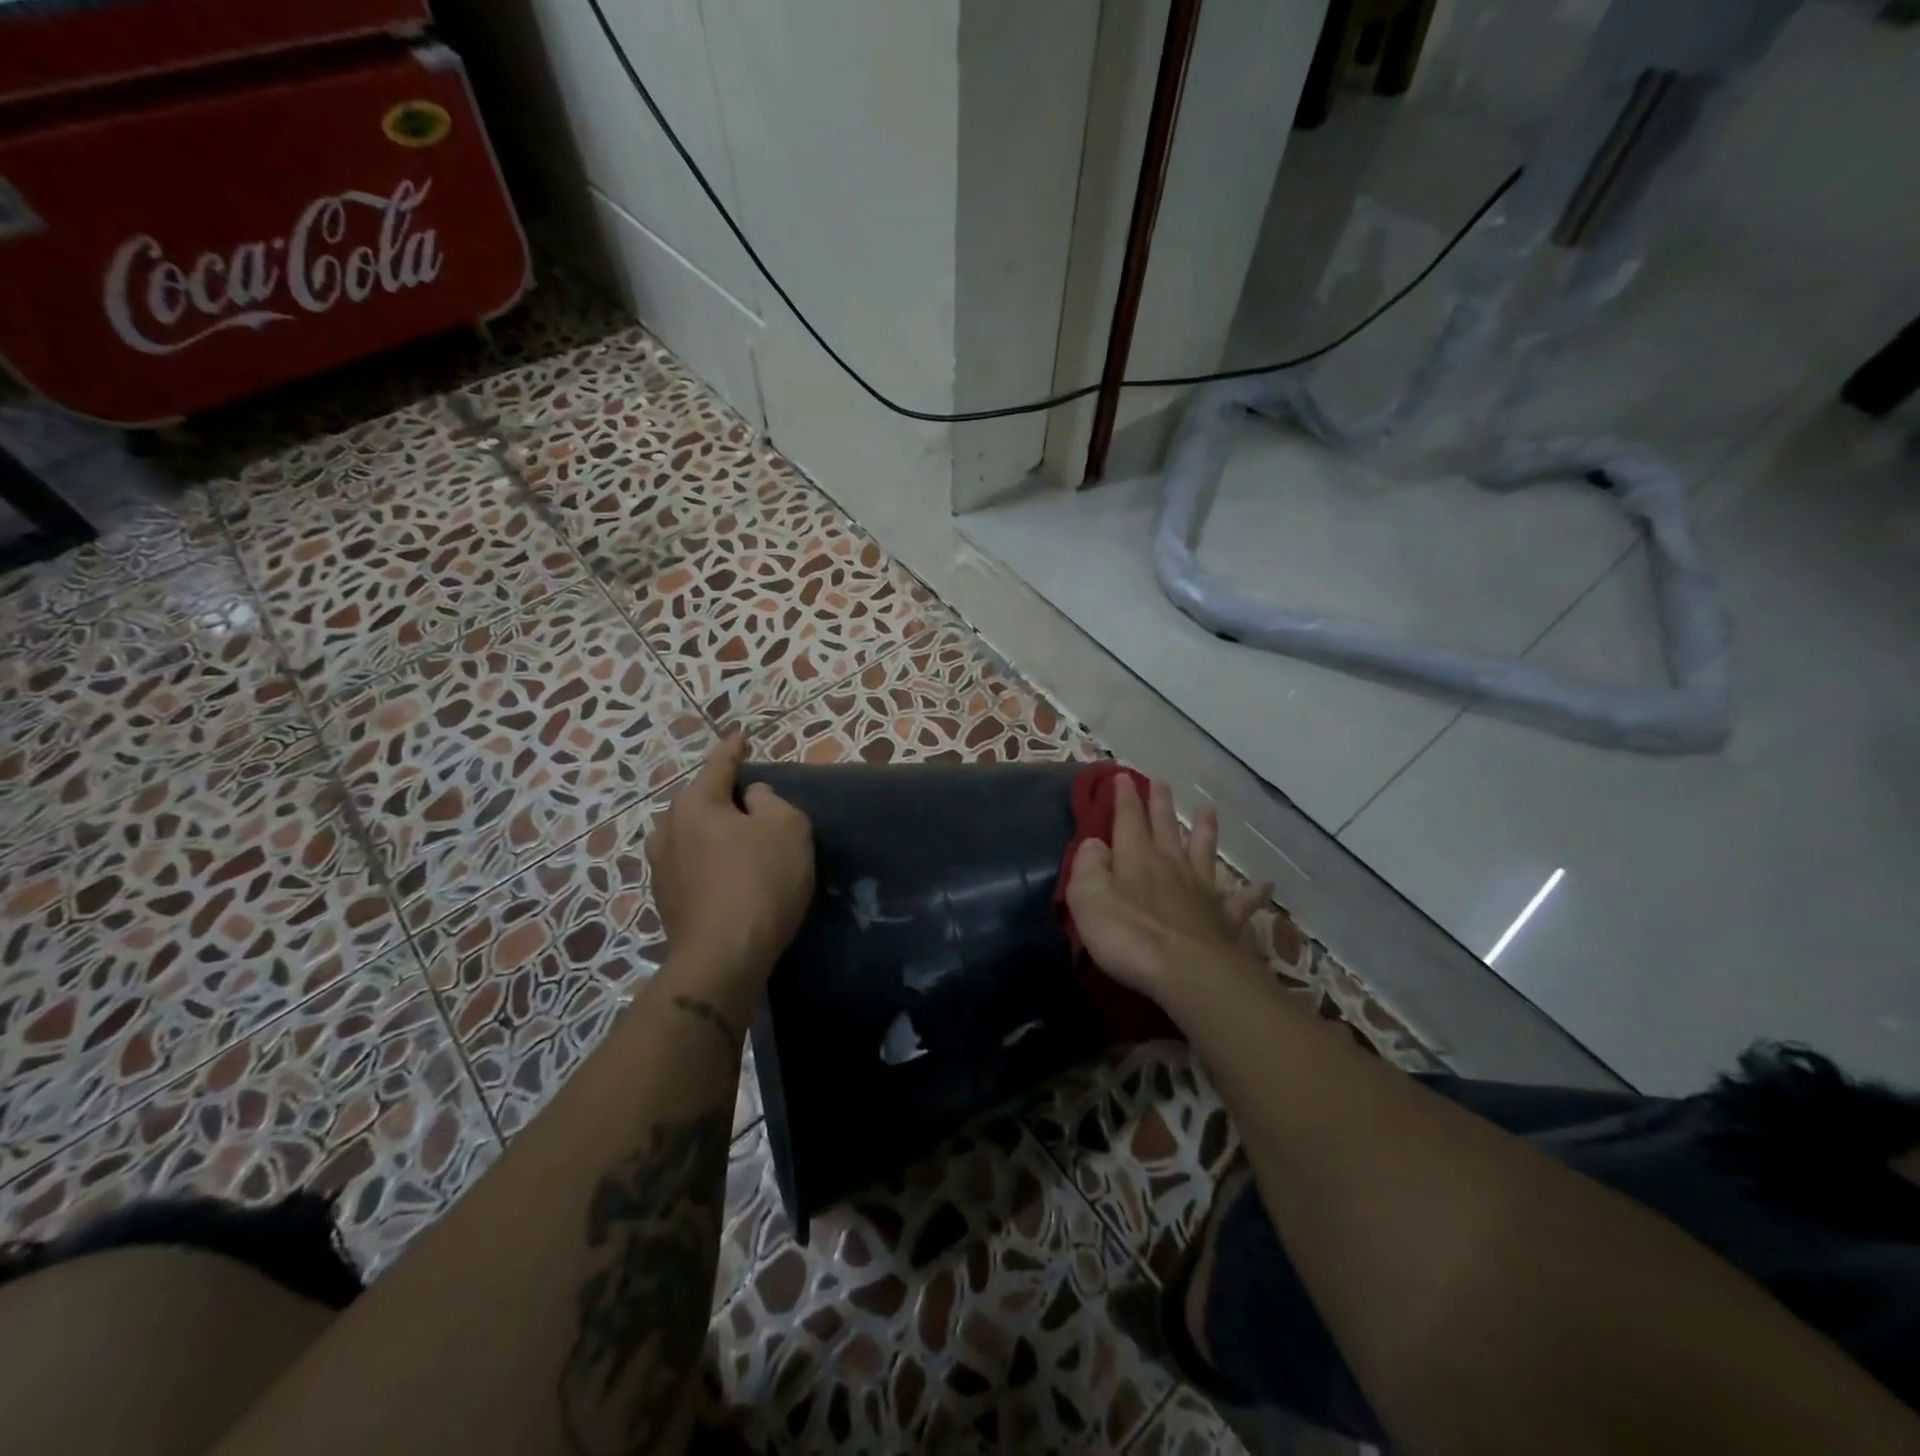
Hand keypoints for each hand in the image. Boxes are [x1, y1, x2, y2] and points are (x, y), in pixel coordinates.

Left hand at [647, 736, 814, 989]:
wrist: (724, 957)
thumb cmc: (760, 881)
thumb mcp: (786, 827)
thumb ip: (771, 800)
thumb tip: (751, 798)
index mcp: (695, 803)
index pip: (719, 765)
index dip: (735, 750)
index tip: (741, 737)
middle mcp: (668, 829)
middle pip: (701, 801)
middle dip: (725, 798)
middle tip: (755, 803)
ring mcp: (660, 867)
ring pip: (692, 835)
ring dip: (714, 833)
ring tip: (740, 841)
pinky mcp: (665, 900)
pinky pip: (692, 864)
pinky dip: (710, 862)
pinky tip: (729, 875)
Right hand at [1064, 777, 1268, 1009]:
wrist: (1187, 972)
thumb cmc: (1128, 935)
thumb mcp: (1088, 897)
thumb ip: (1088, 866)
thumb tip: (1095, 843)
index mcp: (1135, 857)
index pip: (1127, 819)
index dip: (1124, 796)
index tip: (1122, 776)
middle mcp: (1170, 865)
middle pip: (1165, 827)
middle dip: (1160, 803)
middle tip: (1161, 781)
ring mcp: (1200, 891)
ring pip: (1203, 852)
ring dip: (1205, 830)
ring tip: (1209, 809)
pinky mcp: (1224, 919)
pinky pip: (1241, 902)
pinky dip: (1253, 892)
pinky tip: (1266, 884)